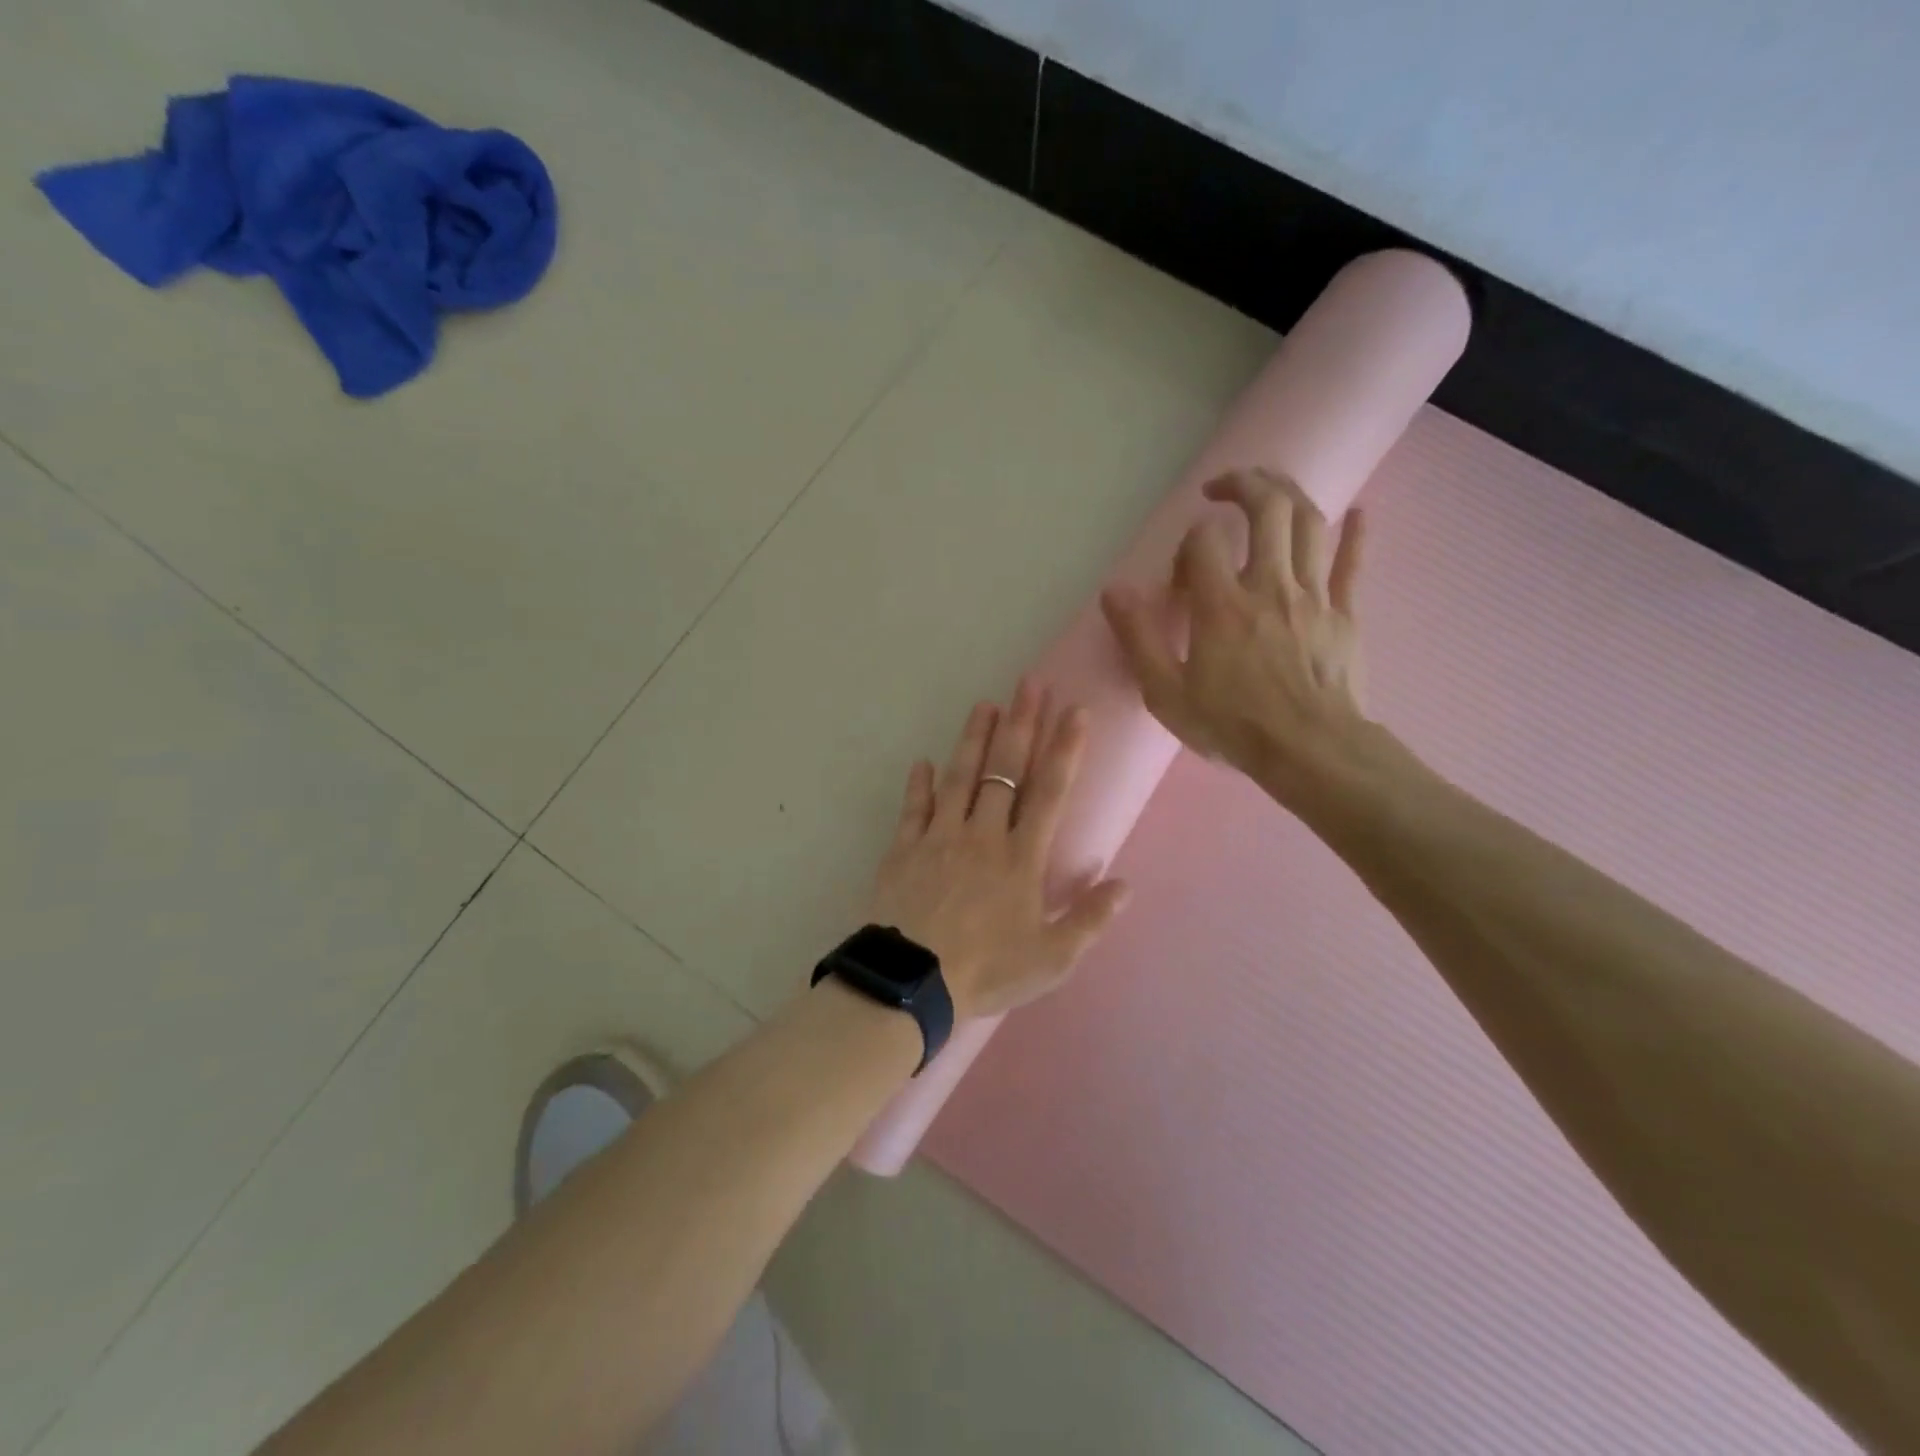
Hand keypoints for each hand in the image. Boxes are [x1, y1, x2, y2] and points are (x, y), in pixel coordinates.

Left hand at [865, 680, 1129, 1019]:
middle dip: (1020, 724)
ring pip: (959, 777)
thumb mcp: (1052, 958)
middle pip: (1004, 770)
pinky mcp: (904, 849)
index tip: (1075, 711)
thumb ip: (1090, 919)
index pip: (1049, 792)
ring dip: (973, 739)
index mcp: (1021, 857)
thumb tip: (1125, 884)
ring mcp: (939, 837)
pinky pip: (913, 809)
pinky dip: (918, 784)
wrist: (912, 982)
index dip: (1064, 749)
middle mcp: (982, 835)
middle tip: (1029, 683)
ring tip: (984, 704)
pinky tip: (923, 762)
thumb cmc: (987, 970)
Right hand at [1101, 469, 1367, 793]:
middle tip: (1222, 486)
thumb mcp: (1167, 693)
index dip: (1188, 542)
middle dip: (1245, 484)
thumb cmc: (1234, 725)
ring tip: (1269, 486)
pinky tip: (1358, 511)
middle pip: (1267, 509)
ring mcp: (1313, 596)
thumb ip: (1138, 638)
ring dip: (1289, 493)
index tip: (1182, 571)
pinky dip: (1356, 532)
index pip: (1204, 541)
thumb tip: (1114, 591)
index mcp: (1222, 605)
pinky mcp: (1345, 613)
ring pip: (1309, 523)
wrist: (1311, 752)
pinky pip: (1352, 563)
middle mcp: (1270, 585)